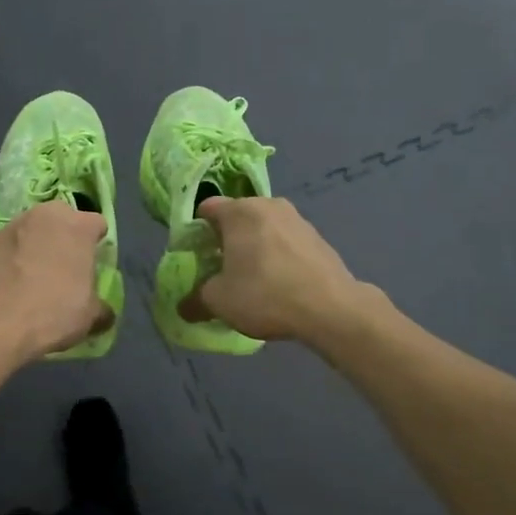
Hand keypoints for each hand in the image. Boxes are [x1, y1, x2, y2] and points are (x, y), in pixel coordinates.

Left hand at [0, 201, 113, 358]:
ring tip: (29, 275)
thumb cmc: (56, 312)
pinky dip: (6, 260)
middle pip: (60, 219)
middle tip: (62, 266)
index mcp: (78, 226)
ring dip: (32, 245)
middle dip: (62, 236)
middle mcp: (44, 216)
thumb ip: (102, 308)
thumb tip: (105, 313)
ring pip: (28, 230)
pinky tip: (6, 284)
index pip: (96, 223)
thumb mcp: (91, 316)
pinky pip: (2, 248)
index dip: (96, 242)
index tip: (93, 262)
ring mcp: (10, 226)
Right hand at [181, 196, 373, 344]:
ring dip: (252, 247)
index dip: (195, 232)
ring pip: (263, 229)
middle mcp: (268, 205)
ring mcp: (297, 219)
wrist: (331, 309)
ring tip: (251, 279)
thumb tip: (184, 306)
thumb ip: (195, 299)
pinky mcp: (317, 237)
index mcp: (239, 211)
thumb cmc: (265, 294)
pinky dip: (276, 256)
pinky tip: (279, 283)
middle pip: (236, 217)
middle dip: (225, 240)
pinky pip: (285, 242)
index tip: (195, 257)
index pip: (206, 208)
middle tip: (220, 270)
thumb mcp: (219, 302)